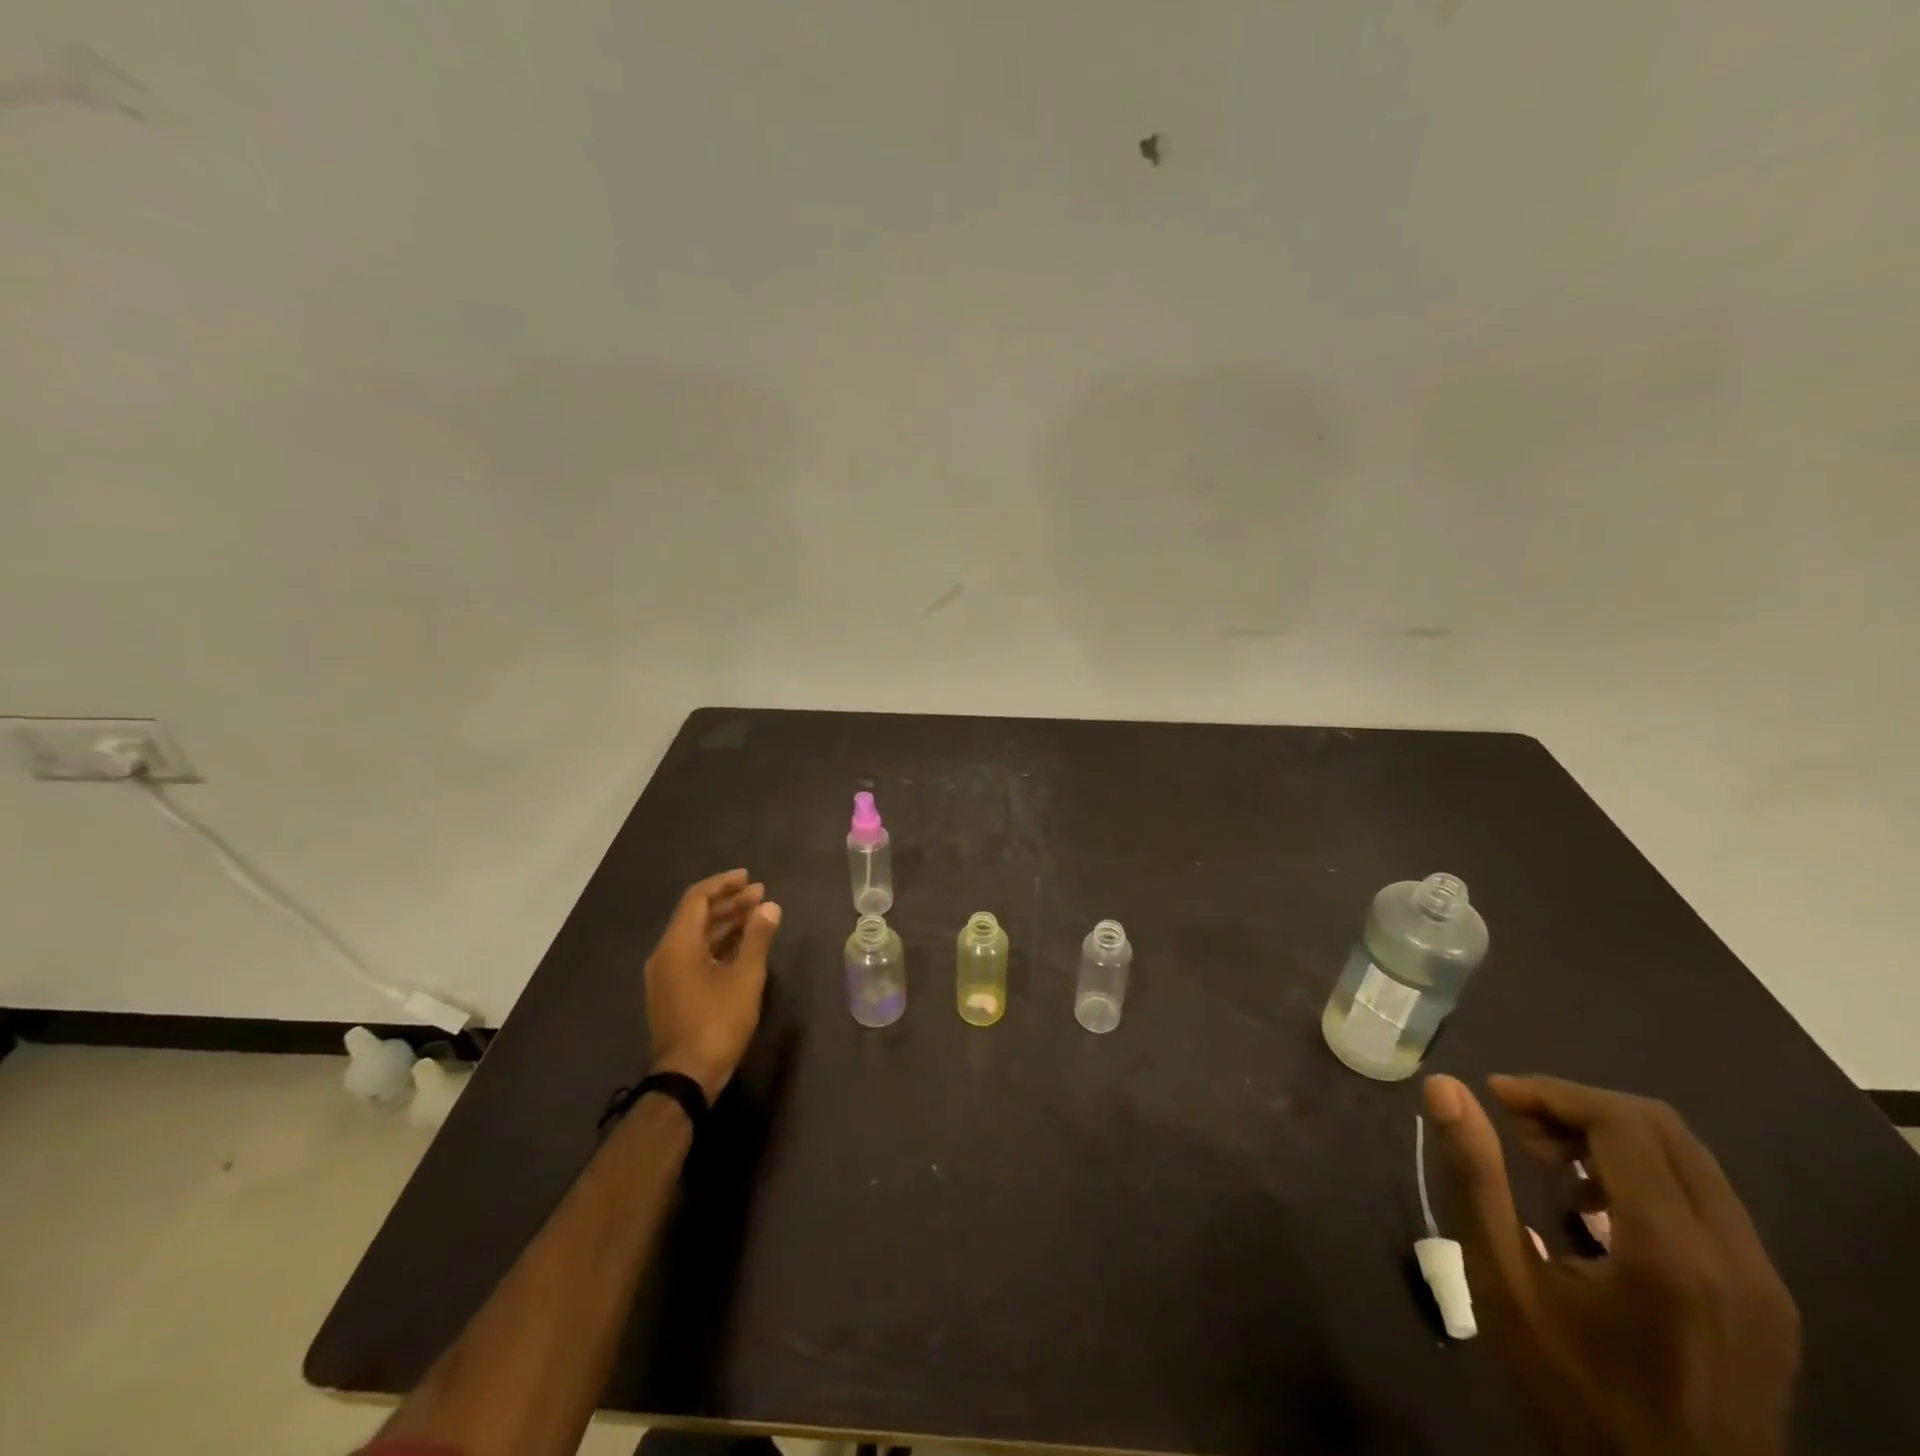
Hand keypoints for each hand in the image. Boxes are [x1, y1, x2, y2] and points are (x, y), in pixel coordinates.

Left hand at [644, 870, 781, 1101]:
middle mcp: (666, 955)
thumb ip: (757, 938)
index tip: (750, 878)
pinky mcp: (672, 994)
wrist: (686, 1078)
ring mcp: (666, 976)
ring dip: (726, 923)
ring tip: (757, 916)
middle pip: (696, 916)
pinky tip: (742, 946)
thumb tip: (770, 906)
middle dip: (729, 903)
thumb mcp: (745, 977)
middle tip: (761, 895)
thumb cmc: (717, 1021)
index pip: (697, 898)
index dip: (724, 884)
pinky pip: (694, 955)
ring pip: (696, 937)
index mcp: (677, 945)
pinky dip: (718, 945)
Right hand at [1424, 1074, 1799, 1455]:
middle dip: (1579, 1109)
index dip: (1552, 1093)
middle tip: (1517, 1128)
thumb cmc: (1572, 1389)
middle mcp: (1737, 1256)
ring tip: (1549, 1164)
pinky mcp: (1770, 1301)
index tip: (1493, 1096)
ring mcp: (1766, 1282)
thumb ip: (1474, 1178)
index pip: (1622, 1123)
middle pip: (1662, 1129)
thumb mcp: (1503, 1284)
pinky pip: (1708, 1200)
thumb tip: (1444, 1087)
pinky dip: (1646, 1175)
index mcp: (1672, 1252)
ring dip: (1611, 1138)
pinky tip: (1596, 1209)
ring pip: (1689, 1160)